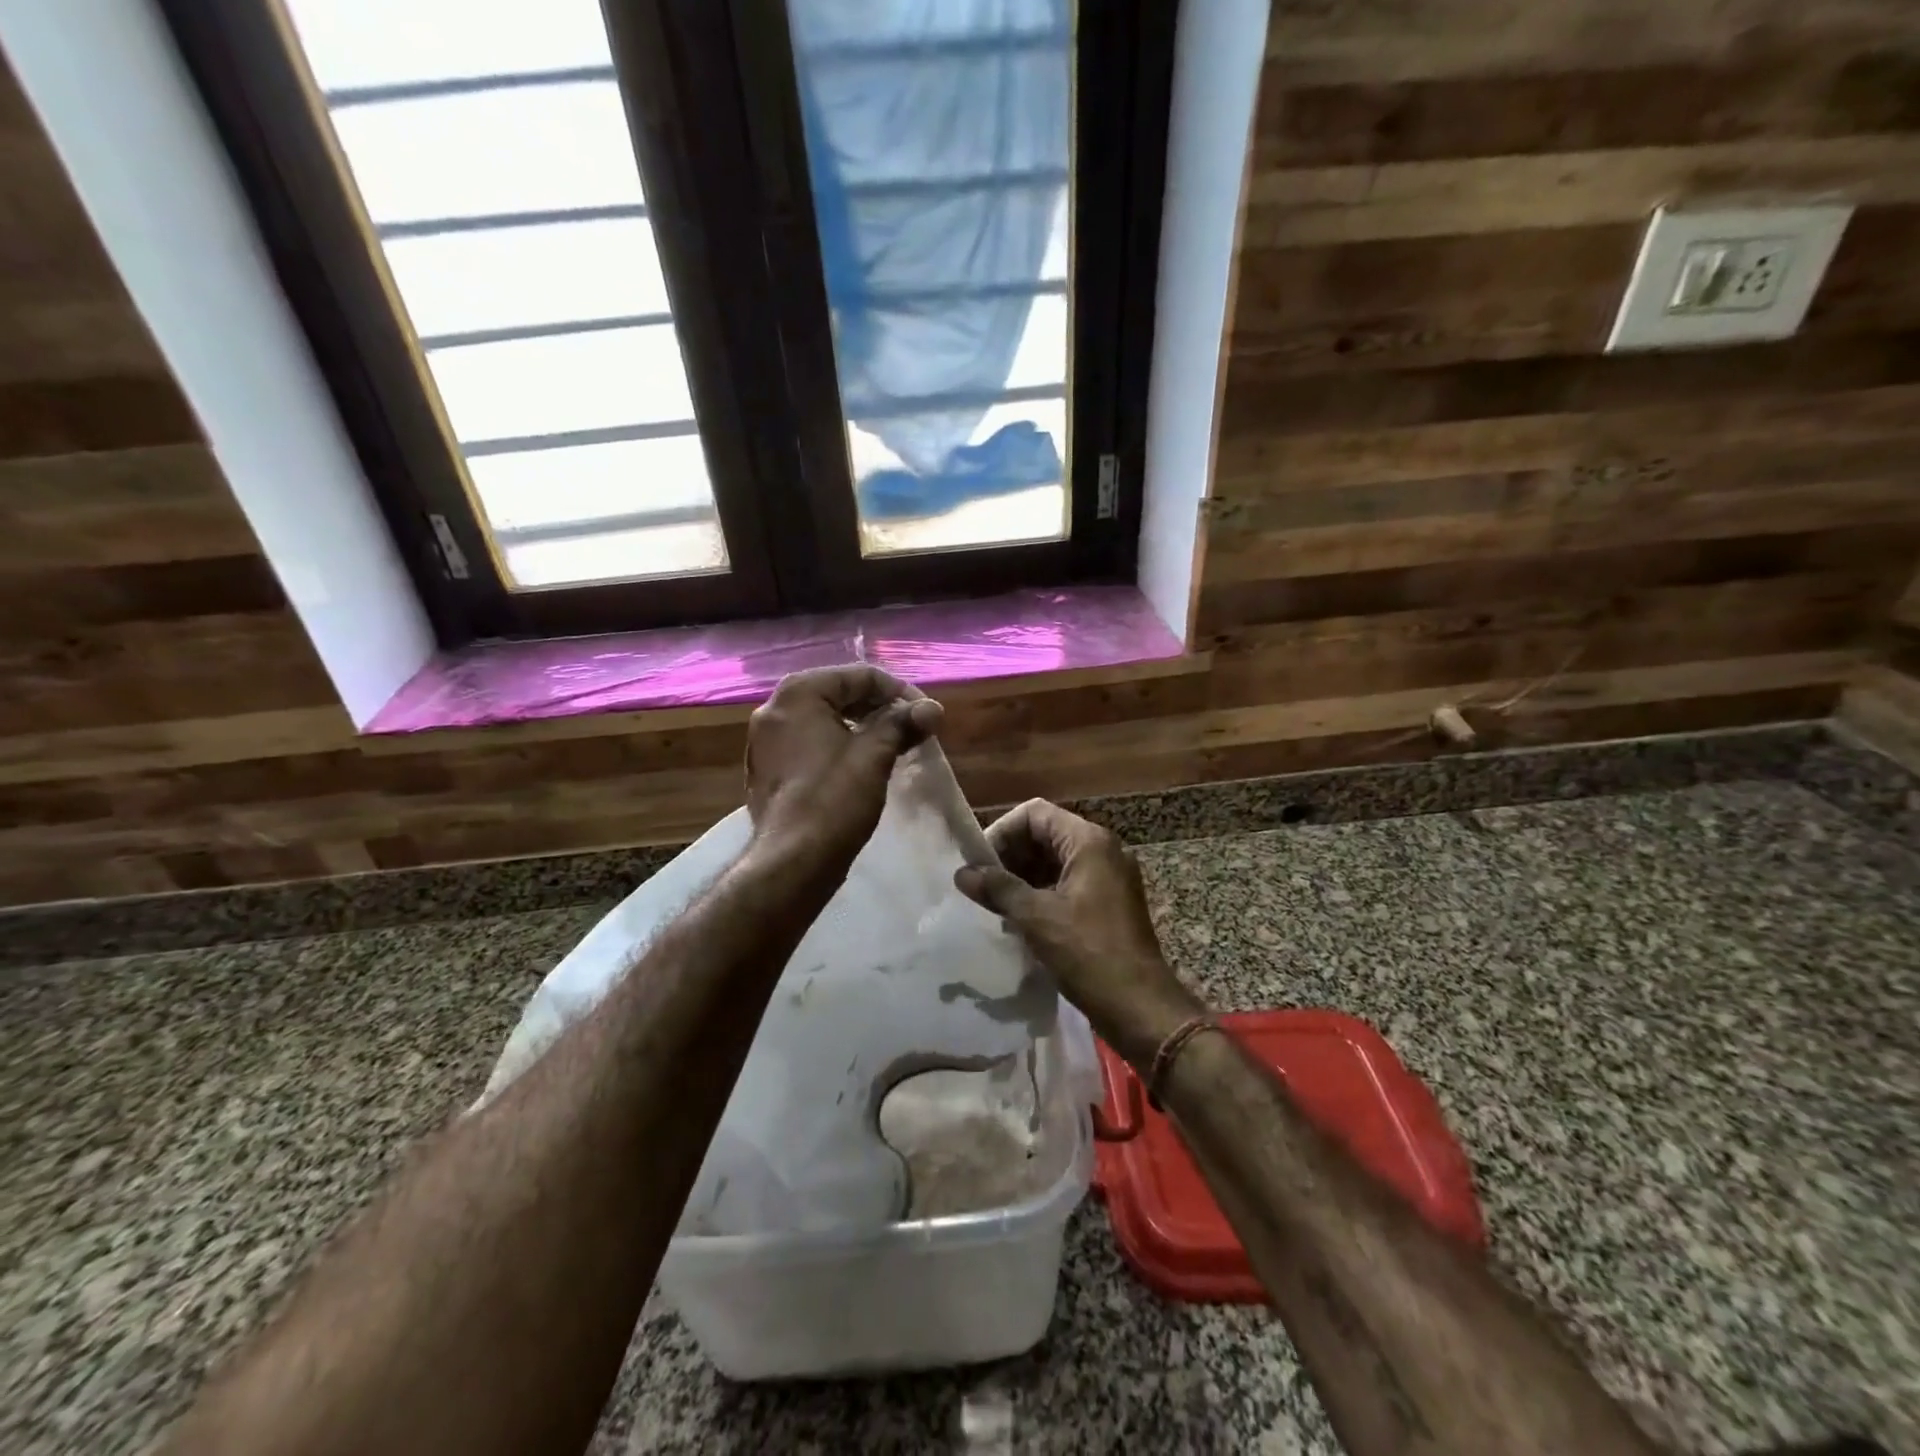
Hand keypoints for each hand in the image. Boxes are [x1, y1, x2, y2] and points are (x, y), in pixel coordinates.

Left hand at [744, 665, 943, 873]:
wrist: (792, 862)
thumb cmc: (834, 800)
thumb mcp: (875, 755)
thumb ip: (903, 724)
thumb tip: (932, 709)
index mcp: (798, 694)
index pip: (860, 676)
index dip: (900, 692)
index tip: (927, 716)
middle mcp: (774, 708)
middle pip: (839, 693)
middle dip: (880, 709)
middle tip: (914, 730)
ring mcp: (766, 740)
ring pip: (824, 719)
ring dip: (862, 728)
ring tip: (894, 746)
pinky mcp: (768, 768)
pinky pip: (810, 743)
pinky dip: (839, 746)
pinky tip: (863, 766)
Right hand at [955, 799, 1204, 1067]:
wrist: (1140, 1007)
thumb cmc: (1088, 953)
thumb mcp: (1037, 918)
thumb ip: (998, 889)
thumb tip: (962, 873)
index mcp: (1089, 842)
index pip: (1034, 813)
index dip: (1002, 831)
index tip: (979, 863)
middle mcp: (1102, 850)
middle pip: (1045, 834)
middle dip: (1010, 855)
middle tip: (982, 885)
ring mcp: (1108, 877)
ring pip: (1055, 860)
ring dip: (1022, 876)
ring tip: (994, 903)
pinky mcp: (1108, 902)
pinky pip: (1067, 883)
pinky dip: (1040, 893)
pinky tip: (1018, 918)